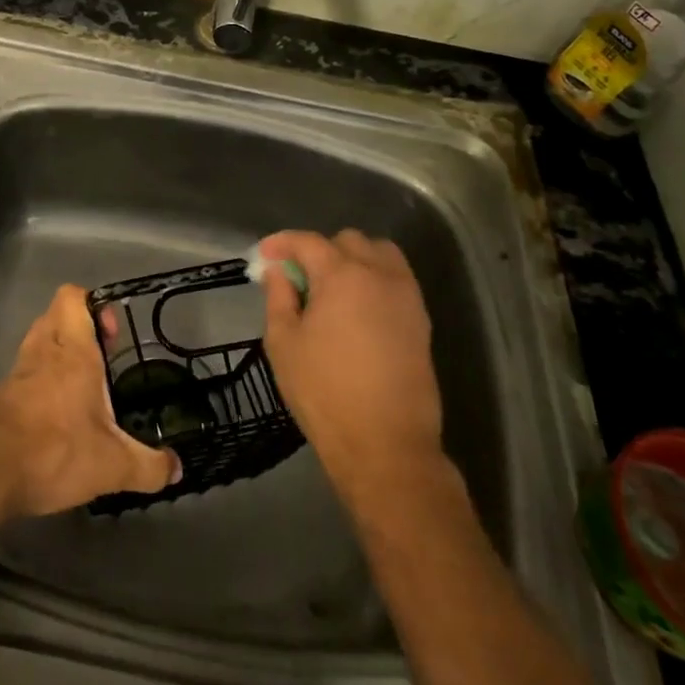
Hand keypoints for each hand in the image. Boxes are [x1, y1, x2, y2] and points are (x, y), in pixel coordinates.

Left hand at [0, 284, 180, 518]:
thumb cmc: (54, 452)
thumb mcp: (113, 466)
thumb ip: (149, 466)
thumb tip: (177, 468)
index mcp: (72, 352)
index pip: (73, 297)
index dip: (94, 303)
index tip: (113, 333)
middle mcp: (43, 351)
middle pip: (56, 314)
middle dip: (81, 327)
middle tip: (104, 358)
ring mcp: (18, 372)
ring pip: (39, 341)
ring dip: (60, 351)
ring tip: (85, 386)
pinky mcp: (1, 395)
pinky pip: (26, 371)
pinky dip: (42, 380)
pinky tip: (58, 414)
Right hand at [259, 230, 445, 502]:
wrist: (386, 444)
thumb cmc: (324, 392)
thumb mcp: (283, 342)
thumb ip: (279, 296)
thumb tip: (279, 270)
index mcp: (341, 275)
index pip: (307, 241)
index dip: (281, 243)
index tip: (264, 256)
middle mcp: (379, 274)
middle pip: (347, 240)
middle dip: (319, 250)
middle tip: (298, 277)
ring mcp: (406, 296)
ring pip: (380, 253)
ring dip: (353, 258)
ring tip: (332, 288)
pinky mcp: (421, 319)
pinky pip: (396, 279)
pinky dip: (375, 278)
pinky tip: (357, 309)